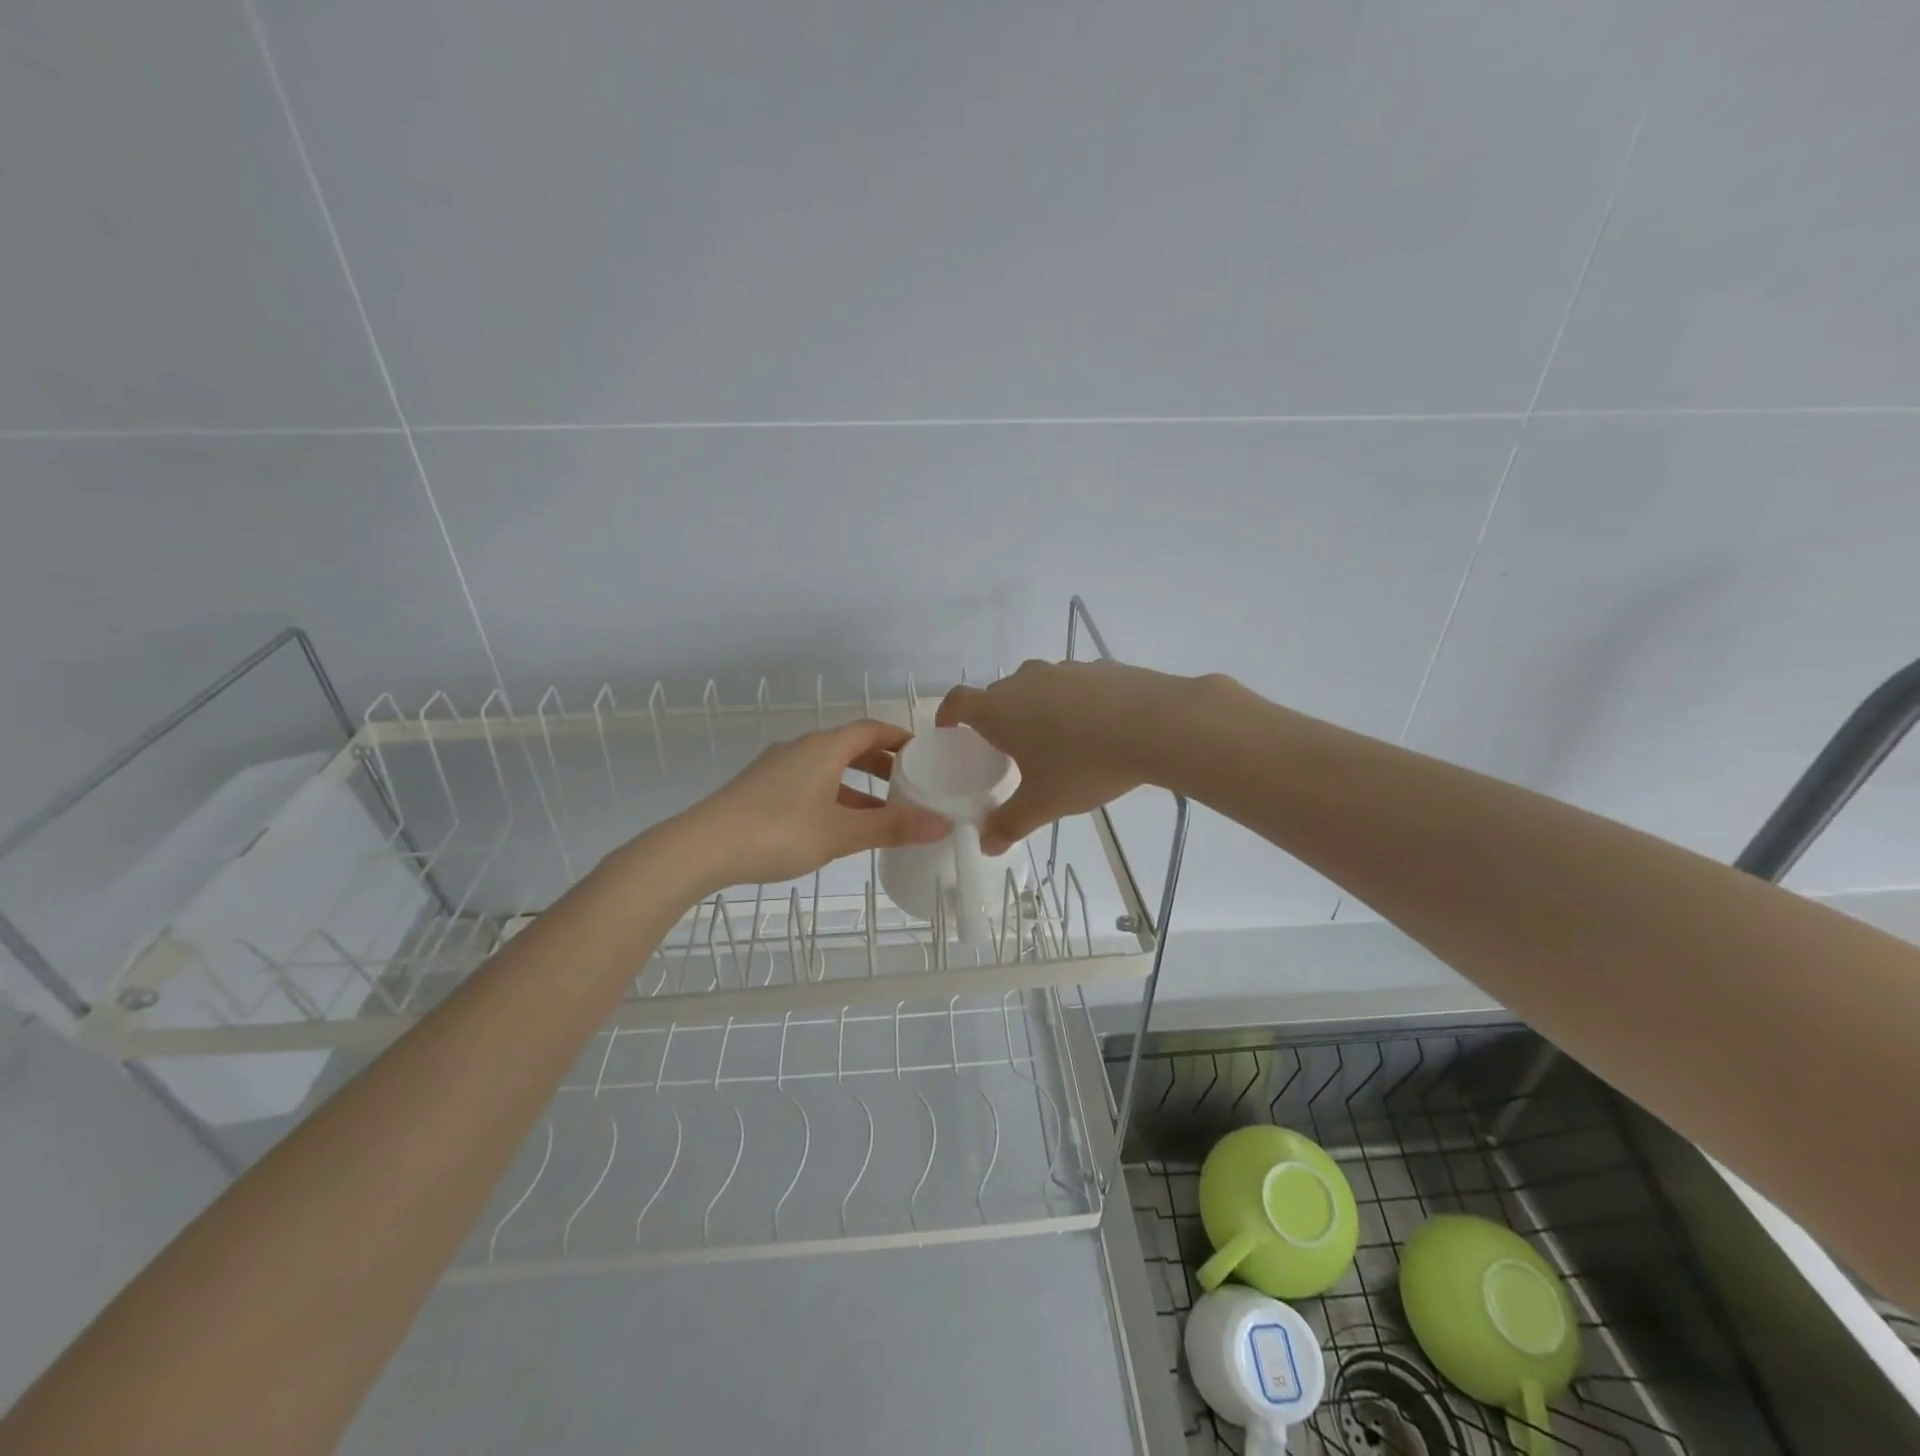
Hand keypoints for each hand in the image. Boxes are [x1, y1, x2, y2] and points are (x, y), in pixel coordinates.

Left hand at [676, 719, 950, 888]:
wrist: (702, 847)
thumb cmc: (779, 832)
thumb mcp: (841, 832)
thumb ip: (892, 827)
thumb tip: (942, 823)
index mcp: (824, 747)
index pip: (870, 729)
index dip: (899, 737)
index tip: (923, 753)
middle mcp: (800, 748)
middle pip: (850, 746)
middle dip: (881, 763)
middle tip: (909, 783)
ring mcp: (777, 768)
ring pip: (828, 768)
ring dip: (857, 784)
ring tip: (881, 810)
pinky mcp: (760, 789)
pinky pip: (809, 783)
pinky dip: (833, 796)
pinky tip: (838, 826)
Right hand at [936, 658, 1209, 853]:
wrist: (1157, 725)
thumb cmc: (1085, 764)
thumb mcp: (1045, 803)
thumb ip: (1010, 823)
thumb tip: (986, 846)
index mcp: (1000, 709)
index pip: (959, 702)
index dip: (948, 713)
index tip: (949, 727)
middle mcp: (1025, 681)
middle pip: (998, 695)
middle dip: (996, 719)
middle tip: (1007, 749)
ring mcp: (1064, 670)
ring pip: (1037, 688)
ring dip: (1036, 709)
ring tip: (1054, 741)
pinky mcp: (1099, 668)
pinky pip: (1072, 686)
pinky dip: (1072, 704)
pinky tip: (1095, 729)